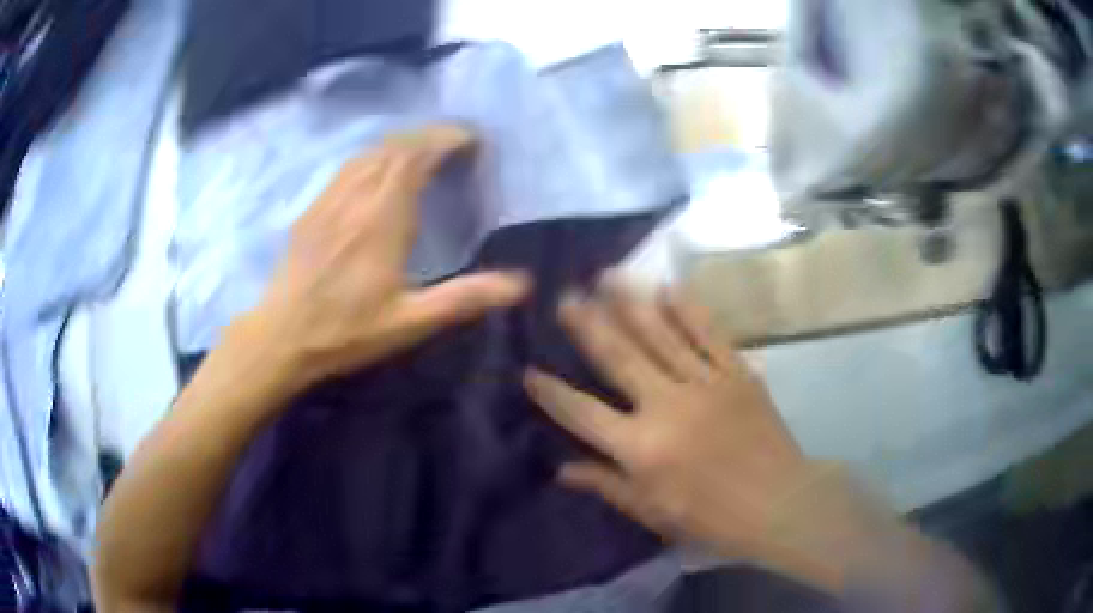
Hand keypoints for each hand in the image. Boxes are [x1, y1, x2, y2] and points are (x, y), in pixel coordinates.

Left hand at [249, 125, 529, 390]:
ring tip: (422, 150)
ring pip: (369, 153)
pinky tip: (377, 170)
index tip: (471, 139)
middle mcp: (356, 197)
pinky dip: (372, 156)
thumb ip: (464, 298)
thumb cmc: (346, 331)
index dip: (445, 140)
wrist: (282, 336)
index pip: (416, 157)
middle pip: (394, 147)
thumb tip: (520, 283)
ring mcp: (330, 199)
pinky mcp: (312, 209)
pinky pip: (347, 167)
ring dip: (400, 143)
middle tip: (454, 142)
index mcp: (383, 218)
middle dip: (428, 136)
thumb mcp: (410, 322)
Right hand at [524, 276, 863, 587]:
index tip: (528, 370)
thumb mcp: (652, 512)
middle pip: (618, 357)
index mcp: (641, 447)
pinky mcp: (736, 372)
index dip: (551, 392)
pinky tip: (668, 286)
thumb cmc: (711, 517)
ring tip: (607, 275)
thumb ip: (606, 485)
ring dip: (631, 302)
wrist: (779, 502)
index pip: (582, 413)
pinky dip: (687, 308)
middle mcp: (666, 405)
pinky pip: (708, 332)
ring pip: (660, 333)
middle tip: (565, 295)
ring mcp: (705, 383)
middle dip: (588, 324)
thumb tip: (562, 469)